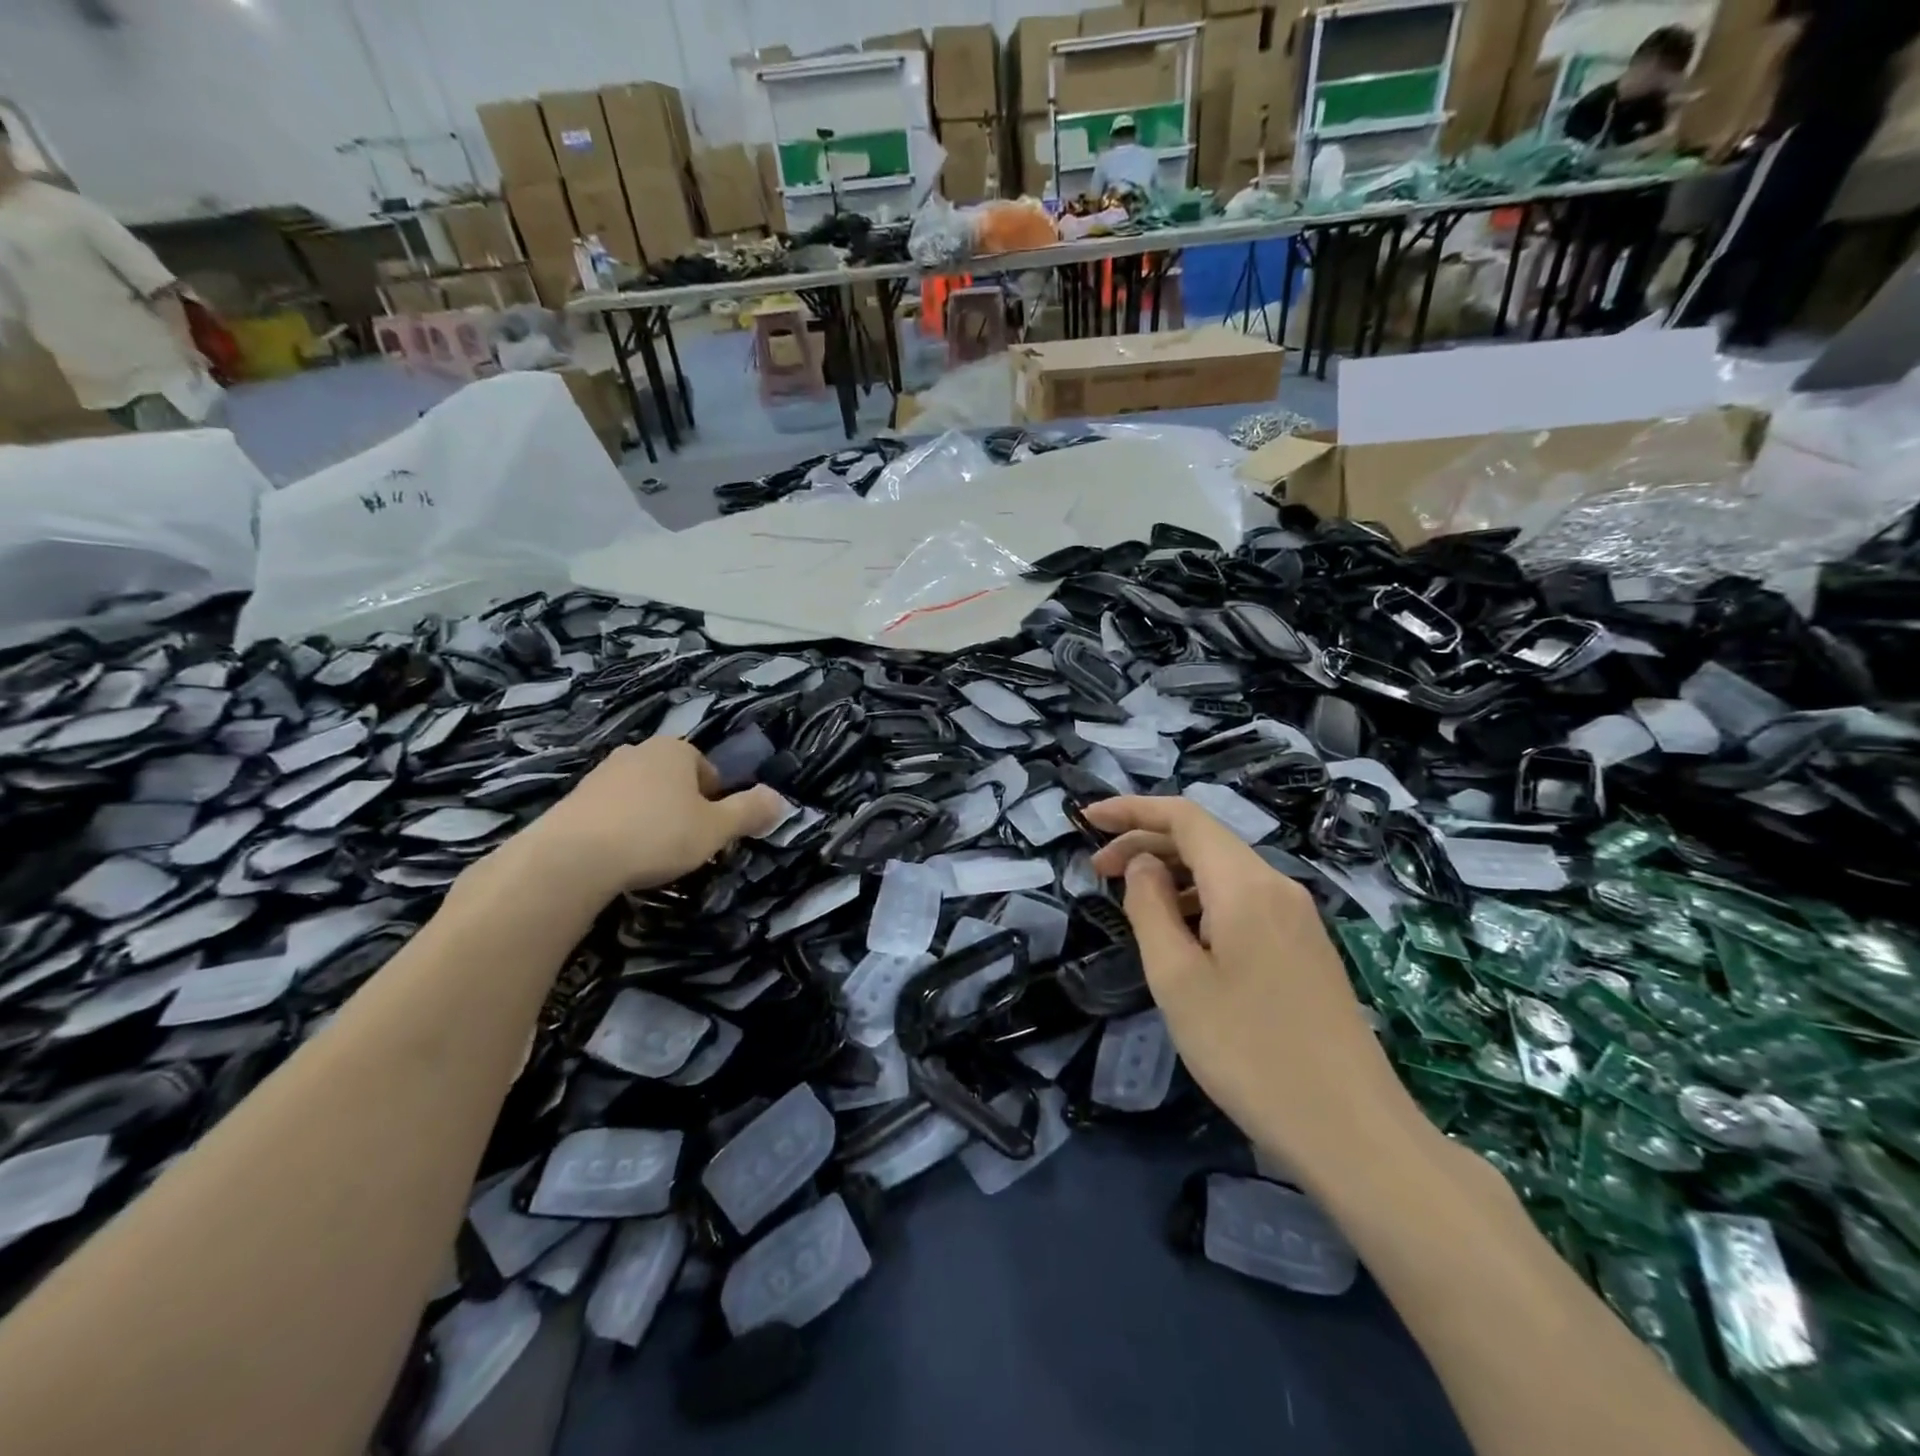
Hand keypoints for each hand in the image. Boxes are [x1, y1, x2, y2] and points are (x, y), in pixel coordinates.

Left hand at [511, 739, 785, 902]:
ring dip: (650, 818)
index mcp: (676, 750)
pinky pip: (610, 811)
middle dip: (682, 808)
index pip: (708, 771)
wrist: (572, 858)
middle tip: (684, 843)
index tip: (710, 832)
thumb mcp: (716, 829)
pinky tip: (618, 857)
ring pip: (641, 795)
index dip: (715, 802)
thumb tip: (780, 799)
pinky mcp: (573, 799)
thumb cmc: (657, 835)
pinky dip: (619, 829)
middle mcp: (638, 751)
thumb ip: (750, 812)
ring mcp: (601, 773)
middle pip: (673, 780)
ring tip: (649, 855)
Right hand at [1085, 796, 1416, 1165]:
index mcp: (1245, 885)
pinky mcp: (1305, 947)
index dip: (1131, 810)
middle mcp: (1277, 886)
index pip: (1184, 817)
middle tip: (1097, 871)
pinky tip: (1182, 934)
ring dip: (1172, 873)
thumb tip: (1143, 864)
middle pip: (1204, 839)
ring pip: (1224, 871)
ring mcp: (1298, 917)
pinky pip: (1244, 900)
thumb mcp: (1177, 979)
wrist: (1352, 1131)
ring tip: (1132, 903)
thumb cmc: (1248, 1052)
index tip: (1085, 820)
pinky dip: (1201, 899)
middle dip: (1146, 843)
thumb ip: (1150, 908)